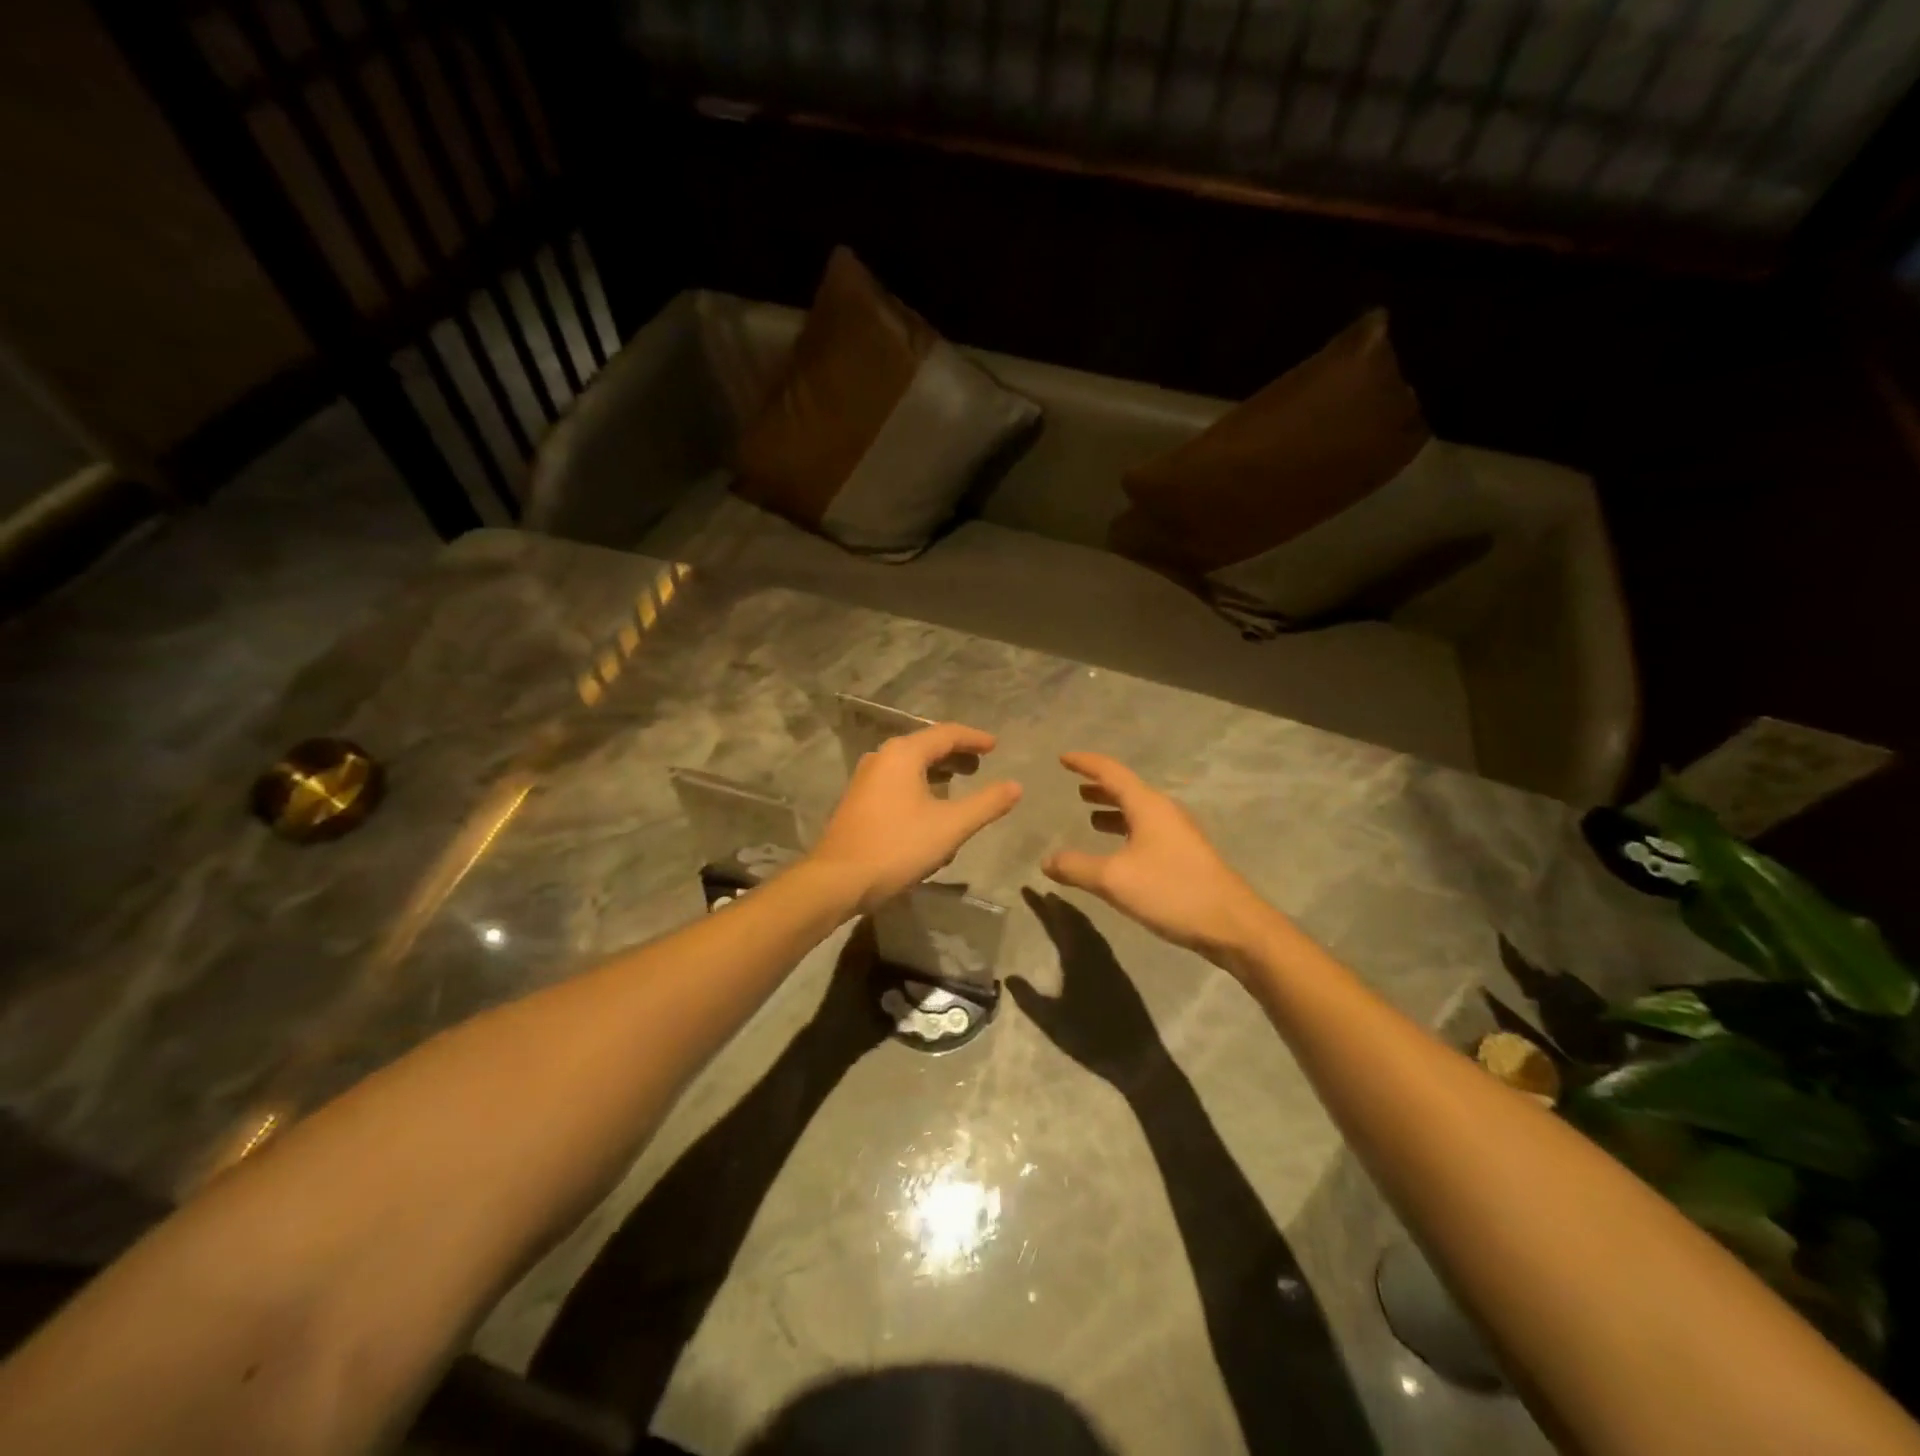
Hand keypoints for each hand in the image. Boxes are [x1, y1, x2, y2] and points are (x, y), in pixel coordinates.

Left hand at [808, 723, 1022, 914]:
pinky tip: (929, 807)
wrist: (838, 880)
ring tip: (959, 783)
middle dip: (955, 754)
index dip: (974, 738)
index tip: (995, 745)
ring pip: (909, 765)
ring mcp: (866, 779)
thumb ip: (986, 803)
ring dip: (936, 771)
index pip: (946, 734)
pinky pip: (896, 781)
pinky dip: (919, 785)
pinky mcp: (858, 800)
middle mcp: (881, 757)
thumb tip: (1015, 786)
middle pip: (925, 746)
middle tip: (980, 764)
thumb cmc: (898, 847)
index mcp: (903, 754)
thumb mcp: (951, 826)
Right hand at [1009, 891, 1172, 1090]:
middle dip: (1056, 904)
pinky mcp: (1118, 972)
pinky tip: (1080, 932)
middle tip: (1040, 892)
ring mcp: (1109, 962)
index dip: (1042, 905)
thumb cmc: (1091, 1040)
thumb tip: (1008, 977)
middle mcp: (1095, 953)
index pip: (1057, 922)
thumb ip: (1029, 999)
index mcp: (1078, 959)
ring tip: (1057, 904)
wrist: (1137, 1057)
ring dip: (1072, 913)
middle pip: (1074, 919)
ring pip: (1088, 927)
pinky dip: (1084, 927)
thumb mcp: (1052, 1023)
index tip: (1027, 888)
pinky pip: (1097, 938)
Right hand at [1042, 753, 1274, 968]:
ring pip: (1139, 811)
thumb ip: (1076, 867)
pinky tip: (1119, 851)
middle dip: (1100, 787)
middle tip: (1075, 787)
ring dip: (1113, 810)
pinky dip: (1126, 830)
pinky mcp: (1185, 855)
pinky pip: (1148, 830)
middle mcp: (1164, 811)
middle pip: (1127, 789)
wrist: (1232, 924)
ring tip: (1090, 816)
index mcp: (1148, 806)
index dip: (1085, 763)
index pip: (1111, 772)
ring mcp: (1179, 833)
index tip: (1063, 758)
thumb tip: (1046, 860)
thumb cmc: (1171, 891)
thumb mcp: (1114, 880)